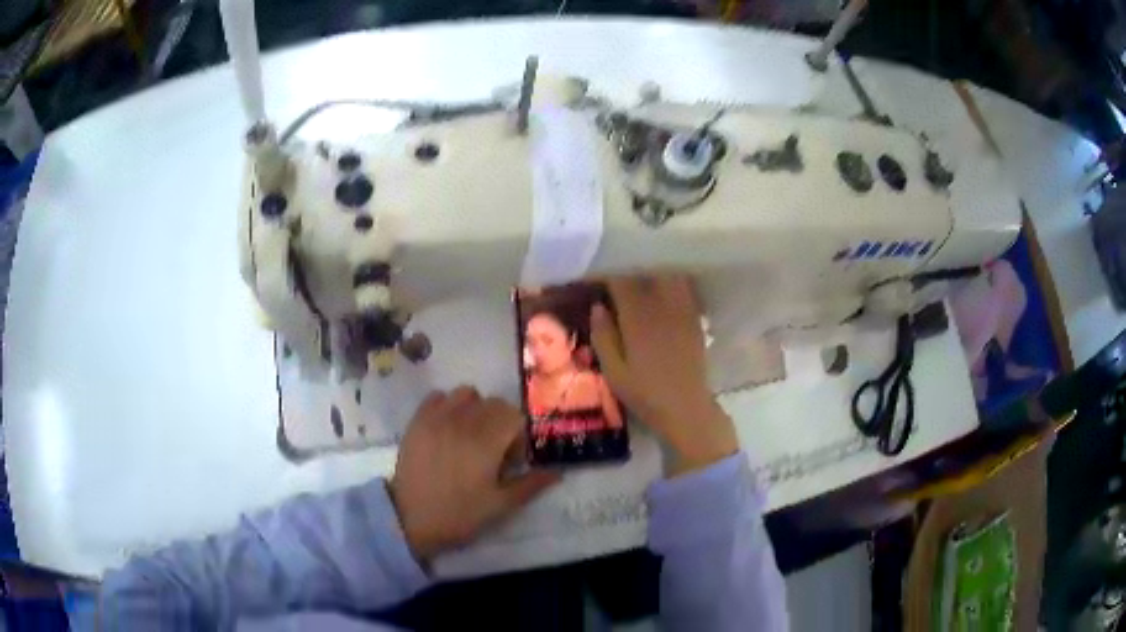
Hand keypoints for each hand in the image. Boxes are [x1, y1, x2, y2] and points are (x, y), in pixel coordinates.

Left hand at [389, 387, 559, 562]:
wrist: (410, 519)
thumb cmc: (459, 515)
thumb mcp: (500, 506)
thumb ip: (531, 485)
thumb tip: (558, 472)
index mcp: (485, 441)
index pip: (514, 415)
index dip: (518, 436)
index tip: (510, 461)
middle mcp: (462, 421)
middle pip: (494, 403)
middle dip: (501, 423)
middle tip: (493, 452)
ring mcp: (437, 418)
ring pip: (467, 394)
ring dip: (476, 409)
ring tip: (470, 436)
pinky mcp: (417, 420)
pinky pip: (438, 397)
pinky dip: (448, 406)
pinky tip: (448, 429)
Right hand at [591, 275, 738, 475]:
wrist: (685, 407)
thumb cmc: (644, 393)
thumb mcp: (613, 371)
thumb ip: (603, 336)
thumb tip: (597, 306)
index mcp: (637, 316)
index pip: (620, 279)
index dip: (606, 271)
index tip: (595, 272)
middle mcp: (661, 304)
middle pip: (647, 269)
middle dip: (631, 265)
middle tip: (617, 269)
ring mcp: (682, 309)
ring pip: (668, 274)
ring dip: (653, 269)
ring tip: (640, 272)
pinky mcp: (694, 317)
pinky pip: (684, 287)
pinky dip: (672, 280)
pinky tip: (663, 287)